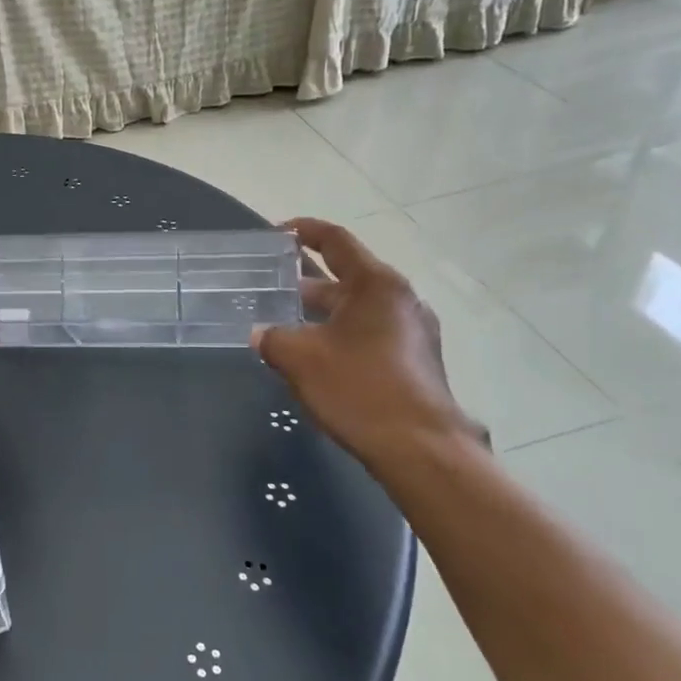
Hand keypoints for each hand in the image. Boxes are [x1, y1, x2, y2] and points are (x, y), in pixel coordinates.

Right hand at [252, 219, 484, 468]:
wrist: (421, 450)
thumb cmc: (359, 389)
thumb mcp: (299, 358)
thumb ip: (272, 337)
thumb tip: (259, 333)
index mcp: (377, 284)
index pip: (336, 241)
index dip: (304, 231)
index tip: (276, 233)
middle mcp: (401, 299)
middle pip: (347, 276)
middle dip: (306, 281)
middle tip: (271, 285)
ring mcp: (413, 331)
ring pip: (357, 308)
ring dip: (322, 311)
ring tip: (285, 321)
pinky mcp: (415, 360)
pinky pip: (370, 332)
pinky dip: (340, 333)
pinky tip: (315, 355)